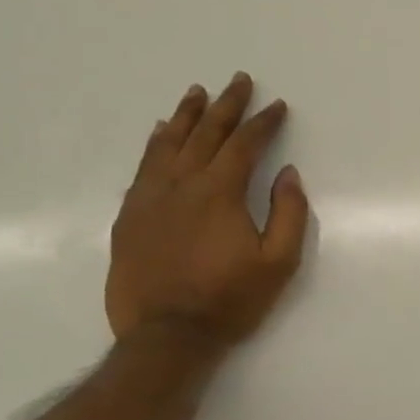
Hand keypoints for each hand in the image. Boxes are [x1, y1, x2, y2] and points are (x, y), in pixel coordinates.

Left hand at [105, 74, 309, 346]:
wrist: (166, 338)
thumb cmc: (230, 300)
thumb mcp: (279, 262)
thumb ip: (289, 213)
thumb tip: (287, 173)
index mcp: (220, 192)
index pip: (245, 144)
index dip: (263, 122)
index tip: (277, 106)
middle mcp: (182, 185)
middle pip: (206, 133)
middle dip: (227, 105)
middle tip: (239, 80)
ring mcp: (150, 199)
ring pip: (168, 144)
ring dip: (186, 115)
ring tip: (197, 92)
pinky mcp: (130, 217)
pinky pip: (142, 168)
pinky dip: (154, 144)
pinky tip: (159, 133)